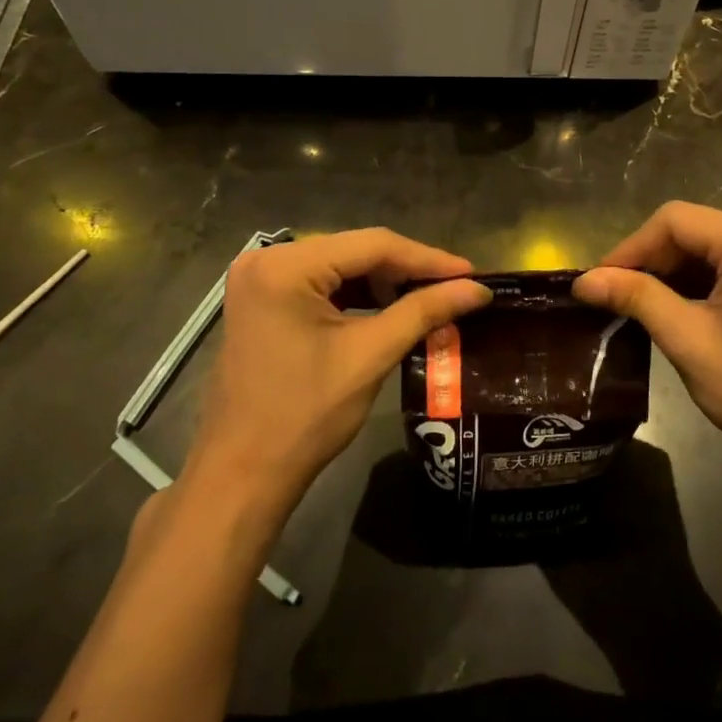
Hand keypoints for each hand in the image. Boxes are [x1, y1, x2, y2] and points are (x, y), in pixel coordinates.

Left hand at [177, 230, 490, 523]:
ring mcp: (260, 279)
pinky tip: (391, 307)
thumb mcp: (370, 356)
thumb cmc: (304, 415)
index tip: (472, 273)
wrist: (243, 475)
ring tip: (431, 298)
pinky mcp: (263, 300)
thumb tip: (478, 289)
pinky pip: (321, 284)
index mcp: (285, 266)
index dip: (427, 258)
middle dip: (407, 270)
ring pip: (341, 266)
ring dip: (385, 282)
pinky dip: (358, 295)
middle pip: (355, 251)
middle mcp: (267, 259)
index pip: (372, 245)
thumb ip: (424, 311)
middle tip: (456, 287)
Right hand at [573, 203, 721, 485]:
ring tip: (638, 301)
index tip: (598, 279)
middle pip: (696, 229)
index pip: (676, 220)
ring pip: (714, 244)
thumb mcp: (688, 341)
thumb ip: (636, 297)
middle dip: (653, 259)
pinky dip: (705, 278)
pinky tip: (680, 304)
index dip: (631, 246)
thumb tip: (583, 280)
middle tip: (614, 293)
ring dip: (676, 270)